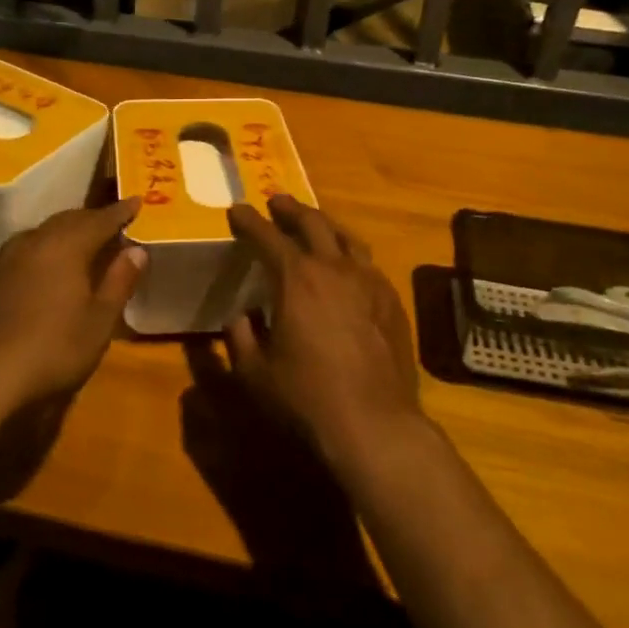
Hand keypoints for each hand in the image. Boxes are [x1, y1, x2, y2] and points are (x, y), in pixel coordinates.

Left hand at [0, 199, 148, 415]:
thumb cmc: (51, 350)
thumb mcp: (99, 322)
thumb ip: (119, 282)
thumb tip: (137, 250)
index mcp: (65, 246)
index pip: (100, 220)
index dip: (121, 211)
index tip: (136, 201)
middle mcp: (33, 241)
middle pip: (67, 220)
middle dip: (91, 220)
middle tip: (110, 223)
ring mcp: (2, 257)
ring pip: (40, 234)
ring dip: (61, 235)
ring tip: (76, 245)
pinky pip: (18, 253)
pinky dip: (37, 253)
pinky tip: (38, 271)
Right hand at [223, 195, 422, 467]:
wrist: (375, 424)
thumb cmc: (306, 398)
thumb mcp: (255, 372)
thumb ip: (240, 337)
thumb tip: (241, 316)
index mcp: (297, 278)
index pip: (267, 236)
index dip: (248, 221)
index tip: (237, 210)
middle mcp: (335, 268)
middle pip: (312, 223)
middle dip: (290, 210)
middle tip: (276, 203)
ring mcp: (369, 282)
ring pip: (346, 238)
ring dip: (324, 225)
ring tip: (314, 224)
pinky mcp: (392, 301)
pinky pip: (367, 263)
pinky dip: (349, 254)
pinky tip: (346, 267)